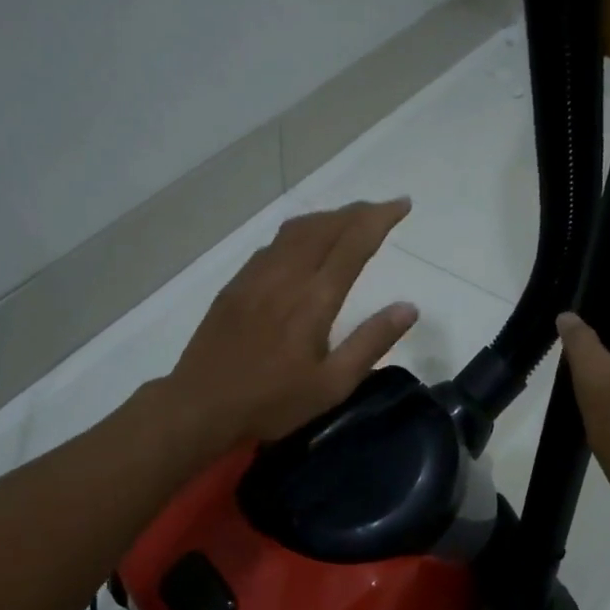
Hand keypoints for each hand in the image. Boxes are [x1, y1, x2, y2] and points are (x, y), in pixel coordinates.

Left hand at [165, 199, 418, 449]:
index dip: (380, 219)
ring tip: (347, 220)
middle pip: (325, 227)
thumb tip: (409, 307)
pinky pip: (272, 245)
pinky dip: (298, 233)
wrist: (201, 405)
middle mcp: (286, 276)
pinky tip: (301, 245)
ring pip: (295, 230)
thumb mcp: (332, 384)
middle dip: (357, 212)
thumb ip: (371, 342)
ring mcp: (256, 277)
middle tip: (381, 209)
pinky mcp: (235, 286)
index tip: (402, 204)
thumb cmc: (272, 402)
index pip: (354, 243)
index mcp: (314, 298)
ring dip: (327, 218)